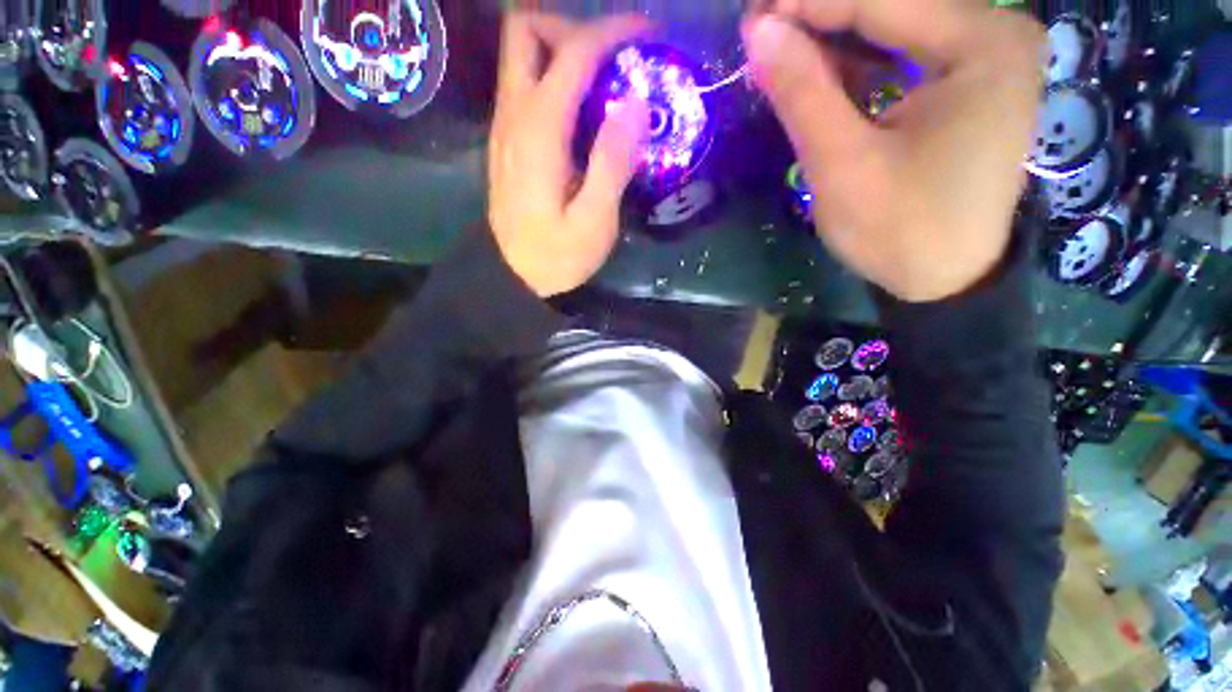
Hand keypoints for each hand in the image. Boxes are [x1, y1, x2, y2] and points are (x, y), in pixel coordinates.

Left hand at [488, 12, 650, 296]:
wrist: (513, 276)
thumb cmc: (556, 255)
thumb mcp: (594, 221)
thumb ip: (612, 162)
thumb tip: (636, 102)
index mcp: (539, 130)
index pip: (572, 51)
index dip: (612, 31)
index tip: (647, 36)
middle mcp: (514, 114)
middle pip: (526, 29)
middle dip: (573, 29)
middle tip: (613, 60)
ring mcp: (504, 125)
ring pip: (522, 55)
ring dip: (564, 51)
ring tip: (604, 84)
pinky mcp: (506, 140)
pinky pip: (525, 85)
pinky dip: (555, 78)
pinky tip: (582, 112)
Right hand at [744, 0, 1043, 301]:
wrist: (946, 281)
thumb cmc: (900, 232)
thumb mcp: (844, 166)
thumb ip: (803, 95)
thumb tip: (758, 33)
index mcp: (983, 44)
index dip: (806, 3)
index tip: (750, 17)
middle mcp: (995, 32)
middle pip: (892, 5)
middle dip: (819, 16)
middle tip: (759, 35)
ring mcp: (986, 56)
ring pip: (894, 26)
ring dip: (832, 37)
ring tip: (778, 53)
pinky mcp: (970, 81)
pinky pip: (904, 53)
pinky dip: (855, 61)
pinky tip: (816, 72)